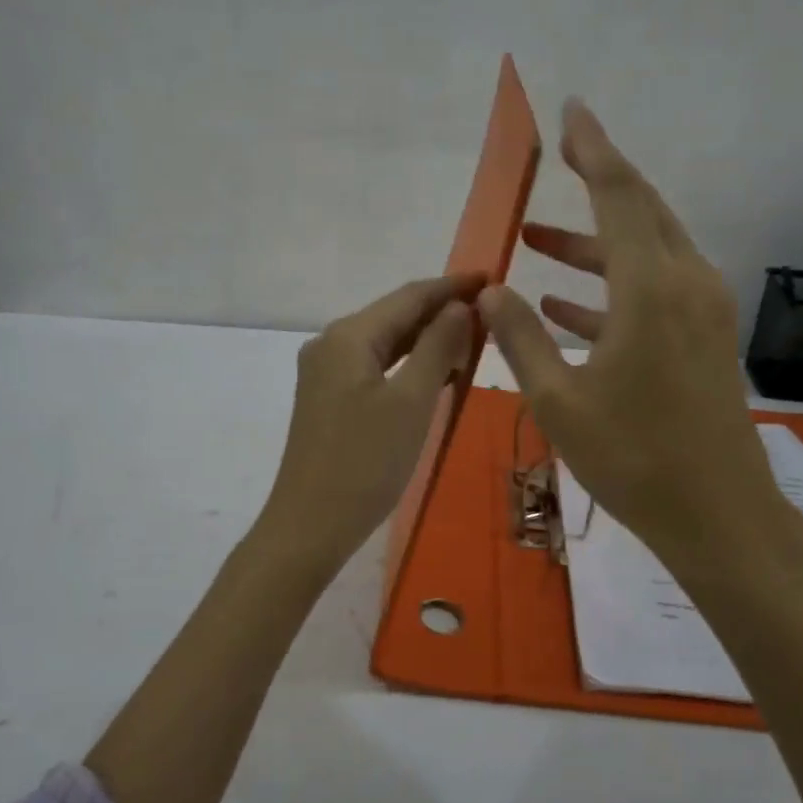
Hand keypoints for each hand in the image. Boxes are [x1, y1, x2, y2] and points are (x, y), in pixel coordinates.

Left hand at [260, 272, 485, 572]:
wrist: (310, 524)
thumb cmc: (365, 462)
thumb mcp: (412, 401)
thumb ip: (438, 346)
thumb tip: (460, 306)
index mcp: (348, 336)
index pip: (409, 296)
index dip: (452, 286)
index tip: (492, 278)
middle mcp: (331, 344)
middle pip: (394, 316)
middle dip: (441, 312)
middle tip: (491, 316)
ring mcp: (325, 372)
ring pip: (385, 343)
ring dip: (426, 340)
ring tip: (473, 343)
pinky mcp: (327, 398)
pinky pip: (374, 367)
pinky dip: (407, 365)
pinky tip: (436, 374)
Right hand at [479, 100, 799, 583]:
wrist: (718, 515)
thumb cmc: (633, 458)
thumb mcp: (558, 399)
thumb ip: (519, 336)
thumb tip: (488, 288)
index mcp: (651, 289)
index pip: (620, 195)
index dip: (594, 148)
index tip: (572, 111)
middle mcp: (686, 284)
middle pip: (641, 211)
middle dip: (598, 182)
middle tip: (560, 157)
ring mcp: (703, 312)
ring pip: (647, 252)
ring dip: (593, 245)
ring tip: (537, 240)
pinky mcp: (705, 339)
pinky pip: (654, 291)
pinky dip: (611, 287)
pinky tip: (565, 304)